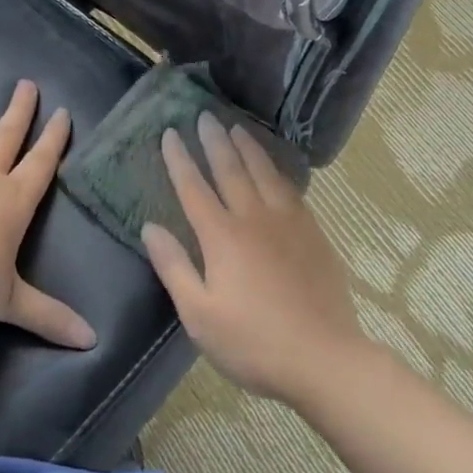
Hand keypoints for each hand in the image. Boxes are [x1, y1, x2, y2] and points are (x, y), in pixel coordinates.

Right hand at [142, 112, 365, 402]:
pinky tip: (274, 167)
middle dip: (214, 141)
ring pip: (264, 173)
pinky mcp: (313, 233)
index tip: (169, 133)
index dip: (179, 160)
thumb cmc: (252, 342)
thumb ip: (174, 267)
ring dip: (248, 147)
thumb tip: (150, 227)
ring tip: (237, 127)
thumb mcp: (199, 314)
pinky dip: (277, 170)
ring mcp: (288, 223)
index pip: (194, 188)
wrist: (323, 357)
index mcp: (222, 237)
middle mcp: (254, 218)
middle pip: (230, 170)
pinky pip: (290, 189)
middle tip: (204, 115)